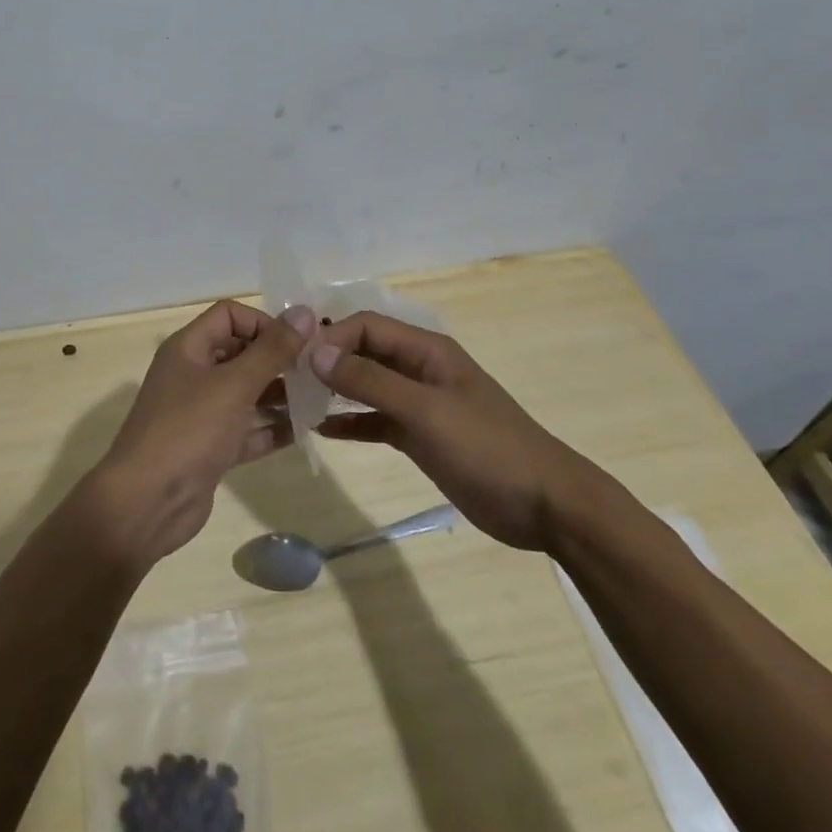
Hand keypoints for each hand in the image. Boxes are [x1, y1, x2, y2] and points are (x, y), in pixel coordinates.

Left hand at [90, 300, 312, 565]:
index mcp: (188, 348)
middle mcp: (192, 374)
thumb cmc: (189, 430)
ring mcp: (200, 413)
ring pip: (245, 392)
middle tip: (316, 370)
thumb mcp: (234, 384)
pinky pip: (245, 430)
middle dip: (276, 358)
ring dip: (278, 393)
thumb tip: (304, 311)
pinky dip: (270, 428)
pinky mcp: (210, 449)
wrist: (147, 503)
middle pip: (239, 352)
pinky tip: (303, 431)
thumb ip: (272, 349)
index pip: (229, 315)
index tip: (296, 343)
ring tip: (318, 398)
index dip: (262, 322)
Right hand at [311, 311, 604, 552]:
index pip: (366, 326)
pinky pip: (375, 420)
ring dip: (333, 392)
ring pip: (366, 387)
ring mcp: (419, 403)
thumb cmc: (486, 447)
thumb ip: (369, 381)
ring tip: (294, 402)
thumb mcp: (424, 410)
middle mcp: (419, 369)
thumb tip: (315, 351)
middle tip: (286, 380)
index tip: (296, 361)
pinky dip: (350, 423)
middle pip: (363, 353)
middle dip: (326, 361)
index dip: (330, 337)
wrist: (546, 505)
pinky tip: (320, 431)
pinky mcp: (420, 436)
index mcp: (426, 350)